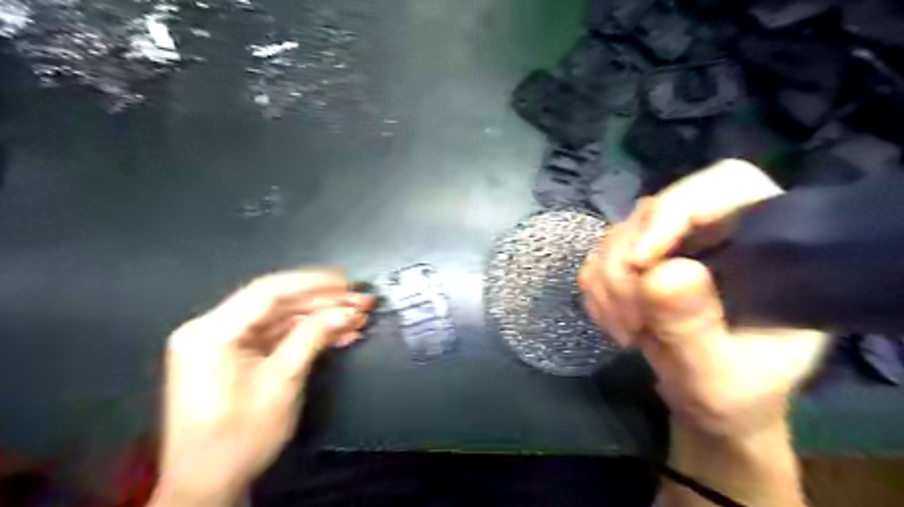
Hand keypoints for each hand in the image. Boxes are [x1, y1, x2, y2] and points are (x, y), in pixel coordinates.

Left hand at [151, 272, 373, 505]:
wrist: (208, 484)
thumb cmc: (239, 438)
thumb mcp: (281, 384)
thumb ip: (312, 338)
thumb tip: (345, 311)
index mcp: (211, 333)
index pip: (268, 292)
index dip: (312, 283)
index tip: (347, 282)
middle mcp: (213, 329)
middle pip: (277, 303)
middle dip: (323, 302)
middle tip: (360, 301)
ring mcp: (225, 342)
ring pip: (282, 318)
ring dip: (321, 318)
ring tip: (357, 317)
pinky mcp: (238, 355)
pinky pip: (277, 336)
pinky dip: (308, 334)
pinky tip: (340, 334)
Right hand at [580, 161, 824, 437]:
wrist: (710, 404)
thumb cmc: (737, 394)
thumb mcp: (721, 376)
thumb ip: (695, 328)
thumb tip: (662, 273)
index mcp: (766, 243)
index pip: (723, 186)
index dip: (675, 211)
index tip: (641, 264)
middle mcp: (714, 232)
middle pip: (652, 212)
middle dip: (625, 266)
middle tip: (630, 320)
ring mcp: (669, 246)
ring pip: (615, 236)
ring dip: (607, 285)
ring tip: (626, 331)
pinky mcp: (637, 262)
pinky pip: (597, 260)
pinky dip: (596, 292)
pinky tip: (616, 323)